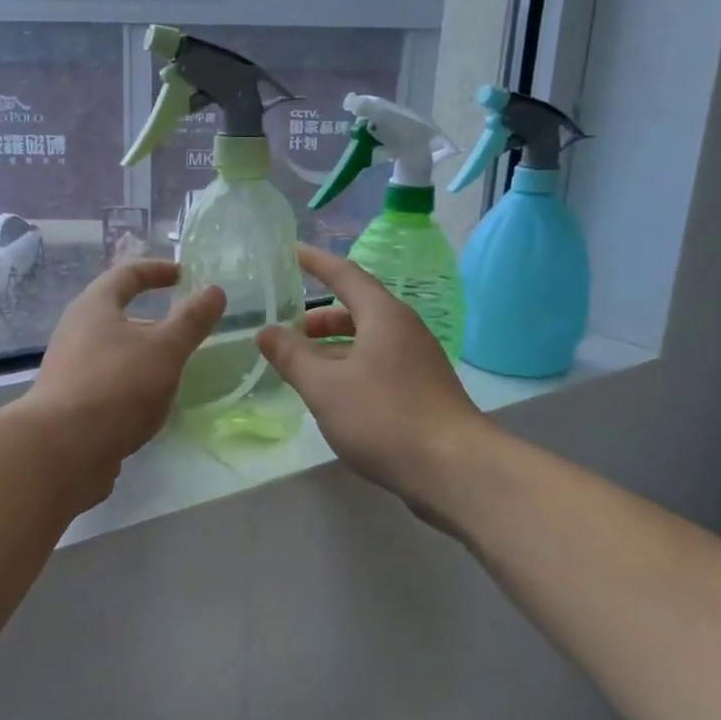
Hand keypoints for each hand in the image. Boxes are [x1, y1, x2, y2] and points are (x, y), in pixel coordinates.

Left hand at [24, 260, 224, 489]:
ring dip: (142, 354)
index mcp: (94, 307)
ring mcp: (69, 368)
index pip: (126, 274)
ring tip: (173, 370)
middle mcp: (75, 331)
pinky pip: (107, 381)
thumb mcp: (165, 349)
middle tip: (183, 330)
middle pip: (116, 313)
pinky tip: (149, 404)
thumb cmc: (117, 386)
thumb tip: (215, 290)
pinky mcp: (70, 402)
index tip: (182, 274)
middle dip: (152, 319)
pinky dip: (131, 383)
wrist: (62, 449)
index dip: (156, 270)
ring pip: (112, 350)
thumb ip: (191, 321)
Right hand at [256, 246, 481, 502]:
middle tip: (287, 330)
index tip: (291, 251)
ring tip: (303, 366)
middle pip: (357, 309)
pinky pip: (378, 365)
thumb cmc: (384, 417)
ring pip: (368, 341)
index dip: (316, 262)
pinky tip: (334, 395)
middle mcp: (404, 330)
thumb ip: (292, 357)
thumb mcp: (325, 386)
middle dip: (320, 318)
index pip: (345, 275)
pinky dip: (350, 368)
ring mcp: (418, 361)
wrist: (454, 469)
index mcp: (383, 316)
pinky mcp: (422, 390)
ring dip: (333, 347)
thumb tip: (266, 331)